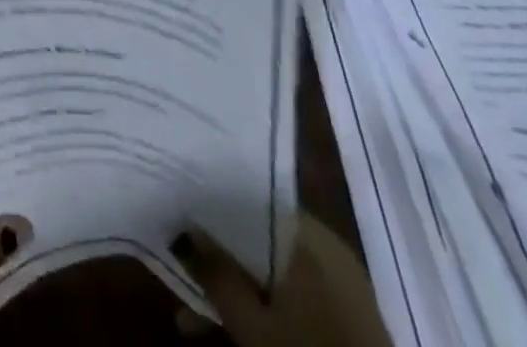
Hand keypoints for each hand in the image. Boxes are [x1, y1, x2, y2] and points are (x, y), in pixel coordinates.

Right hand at [172, 215, 391, 346]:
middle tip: (180, 265)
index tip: (181, 210)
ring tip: (191, 317)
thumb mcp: (254, 327)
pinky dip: (264, 307)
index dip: (213, 205)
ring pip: (272, 271)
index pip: (250, 198)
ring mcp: (340, 283)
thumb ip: (218, 275)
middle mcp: (326, 246)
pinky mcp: (346, 318)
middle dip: (218, 255)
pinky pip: (293, 295)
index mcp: (308, 234)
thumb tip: (185, 229)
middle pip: (258, 236)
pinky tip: (234, 329)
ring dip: (236, 288)